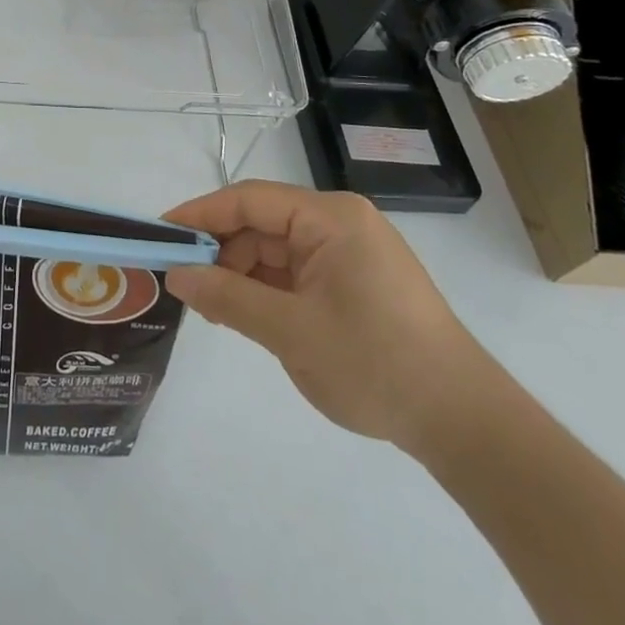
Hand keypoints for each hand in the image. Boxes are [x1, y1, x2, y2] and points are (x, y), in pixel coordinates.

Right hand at [162, 182, 493, 453]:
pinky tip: (245, 315)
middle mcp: (339, 224)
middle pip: (261, 224)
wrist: (464, 424)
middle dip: (220, 252)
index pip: (248, 200)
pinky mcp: (354, 282)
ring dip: (241, 275)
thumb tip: (175, 273)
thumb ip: (227, 297)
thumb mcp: (290, 330)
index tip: (160, 235)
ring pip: (274, 250)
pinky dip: (266, 290)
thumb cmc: (375, 363)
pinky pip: (295, 273)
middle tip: (183, 286)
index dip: (200, 214)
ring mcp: (349, 253)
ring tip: (212, 310)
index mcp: (329, 218)